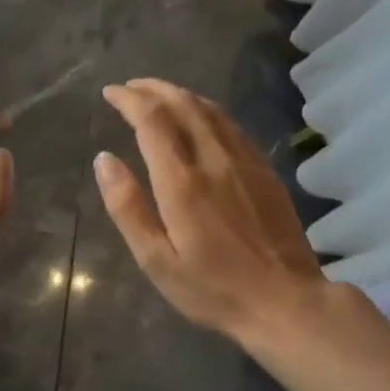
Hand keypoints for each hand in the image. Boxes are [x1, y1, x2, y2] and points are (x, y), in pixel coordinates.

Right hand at [95, 80, 326, 340]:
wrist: (286, 303)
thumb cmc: (213, 289)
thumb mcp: (156, 260)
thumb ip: (128, 207)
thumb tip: (104, 159)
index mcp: (182, 182)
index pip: (152, 120)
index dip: (129, 100)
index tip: (110, 93)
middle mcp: (214, 160)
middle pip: (183, 104)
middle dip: (152, 89)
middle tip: (129, 87)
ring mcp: (245, 162)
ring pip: (210, 110)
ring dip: (180, 95)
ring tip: (158, 95)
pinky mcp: (264, 171)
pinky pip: (231, 125)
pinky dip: (207, 110)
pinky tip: (200, 118)